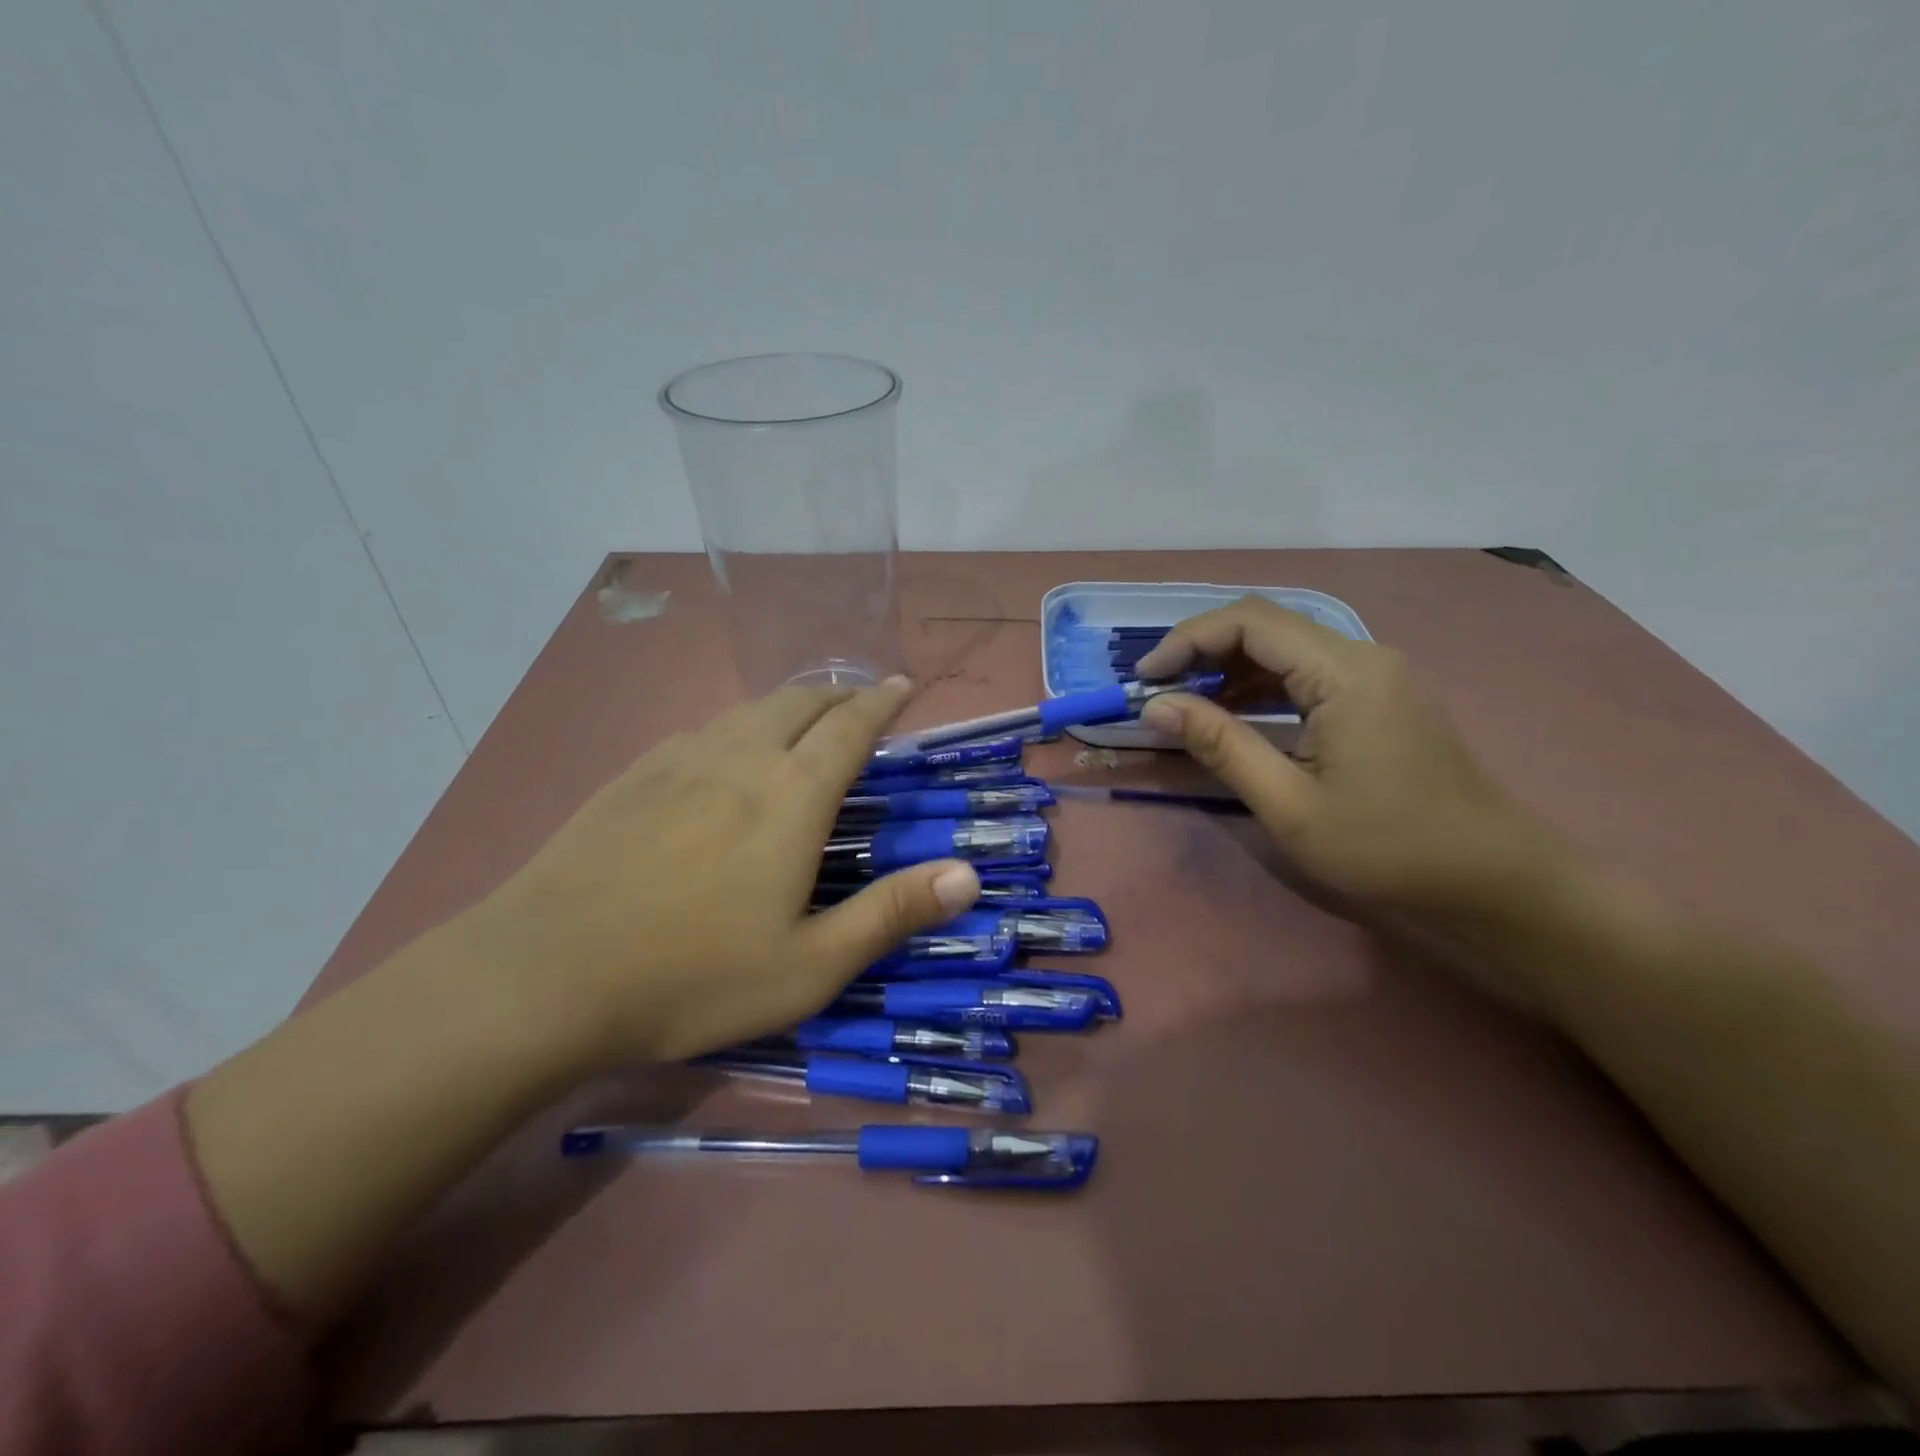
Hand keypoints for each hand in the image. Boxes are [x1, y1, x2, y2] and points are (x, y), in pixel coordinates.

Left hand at [467, 679, 979, 1065]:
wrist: (541, 975)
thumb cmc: (691, 977)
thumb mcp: (810, 967)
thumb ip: (892, 914)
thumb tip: (969, 875)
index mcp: (791, 796)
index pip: (850, 727)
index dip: (881, 701)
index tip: (902, 684)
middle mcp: (740, 758)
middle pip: (799, 701)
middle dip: (838, 694)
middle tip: (860, 704)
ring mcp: (679, 760)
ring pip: (748, 710)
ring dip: (788, 706)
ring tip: (804, 722)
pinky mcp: (632, 776)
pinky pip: (703, 730)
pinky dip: (737, 726)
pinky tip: (726, 754)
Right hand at [1136, 597, 1556, 915]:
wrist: (1490, 880)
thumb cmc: (1386, 847)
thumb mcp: (1289, 803)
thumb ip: (1220, 745)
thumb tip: (1157, 706)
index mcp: (1344, 672)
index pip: (1250, 621)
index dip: (1188, 639)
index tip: (1146, 678)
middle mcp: (1362, 656)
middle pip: (1267, 626)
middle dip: (1203, 650)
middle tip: (1158, 690)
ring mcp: (1375, 674)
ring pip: (1286, 647)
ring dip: (1230, 668)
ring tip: (1185, 703)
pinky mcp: (1379, 697)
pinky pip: (1307, 672)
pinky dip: (1262, 686)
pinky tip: (1234, 714)